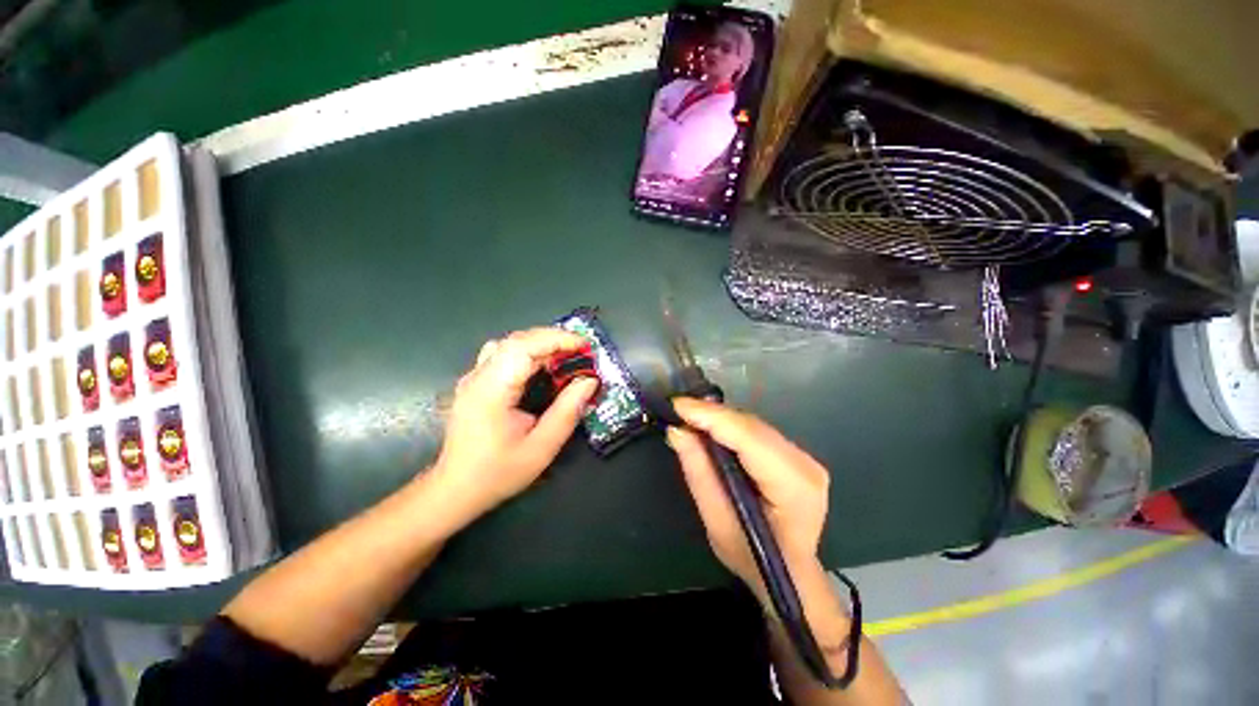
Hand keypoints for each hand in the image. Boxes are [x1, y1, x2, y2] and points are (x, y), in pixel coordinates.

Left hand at [431, 327, 597, 520]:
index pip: (524, 347)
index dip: (557, 339)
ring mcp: (474, 377)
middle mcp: (479, 376)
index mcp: (492, 390)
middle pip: (518, 340)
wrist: (456, 489)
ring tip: (566, 356)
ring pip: (510, 343)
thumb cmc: (498, 472)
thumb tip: (590, 381)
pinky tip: (542, 367)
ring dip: (541, 343)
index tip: (585, 346)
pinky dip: (529, 352)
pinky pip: (504, 354)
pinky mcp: (475, 382)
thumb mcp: (542, 447)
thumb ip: (567, 411)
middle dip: (553, 339)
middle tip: (581, 351)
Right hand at [666, 397, 830, 601]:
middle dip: (711, 415)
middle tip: (678, 410)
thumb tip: (678, 431)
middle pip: (751, 427)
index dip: (712, 417)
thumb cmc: (753, 558)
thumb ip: (699, 473)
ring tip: (688, 416)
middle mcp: (805, 464)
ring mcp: (804, 457)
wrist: (789, 574)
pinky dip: (730, 427)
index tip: (677, 405)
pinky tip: (710, 427)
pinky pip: (756, 431)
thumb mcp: (717, 522)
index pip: (748, 438)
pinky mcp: (796, 454)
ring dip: (719, 419)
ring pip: (752, 425)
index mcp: (793, 487)